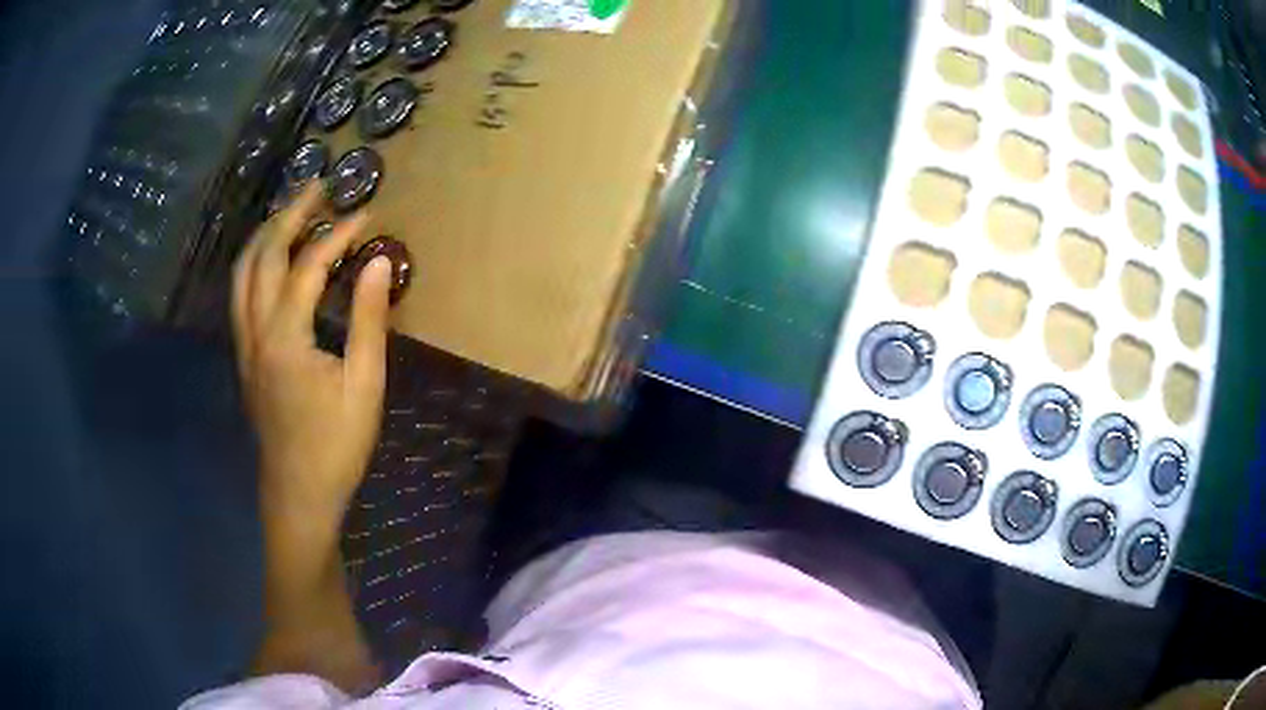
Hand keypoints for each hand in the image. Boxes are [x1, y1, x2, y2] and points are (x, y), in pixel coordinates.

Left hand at [232, 183, 392, 536]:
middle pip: (263, 256)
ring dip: (265, 235)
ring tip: (292, 213)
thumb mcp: (364, 385)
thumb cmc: (335, 446)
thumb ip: (370, 320)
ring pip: (242, 273)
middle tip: (318, 188)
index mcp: (285, 337)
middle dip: (290, 215)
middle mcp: (255, 331)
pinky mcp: (244, 357)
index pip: (307, 266)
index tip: (366, 214)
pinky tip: (273, 260)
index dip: (337, 235)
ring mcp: (244, 344)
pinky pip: (241, 294)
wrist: (297, 493)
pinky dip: (256, 263)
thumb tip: (379, 262)